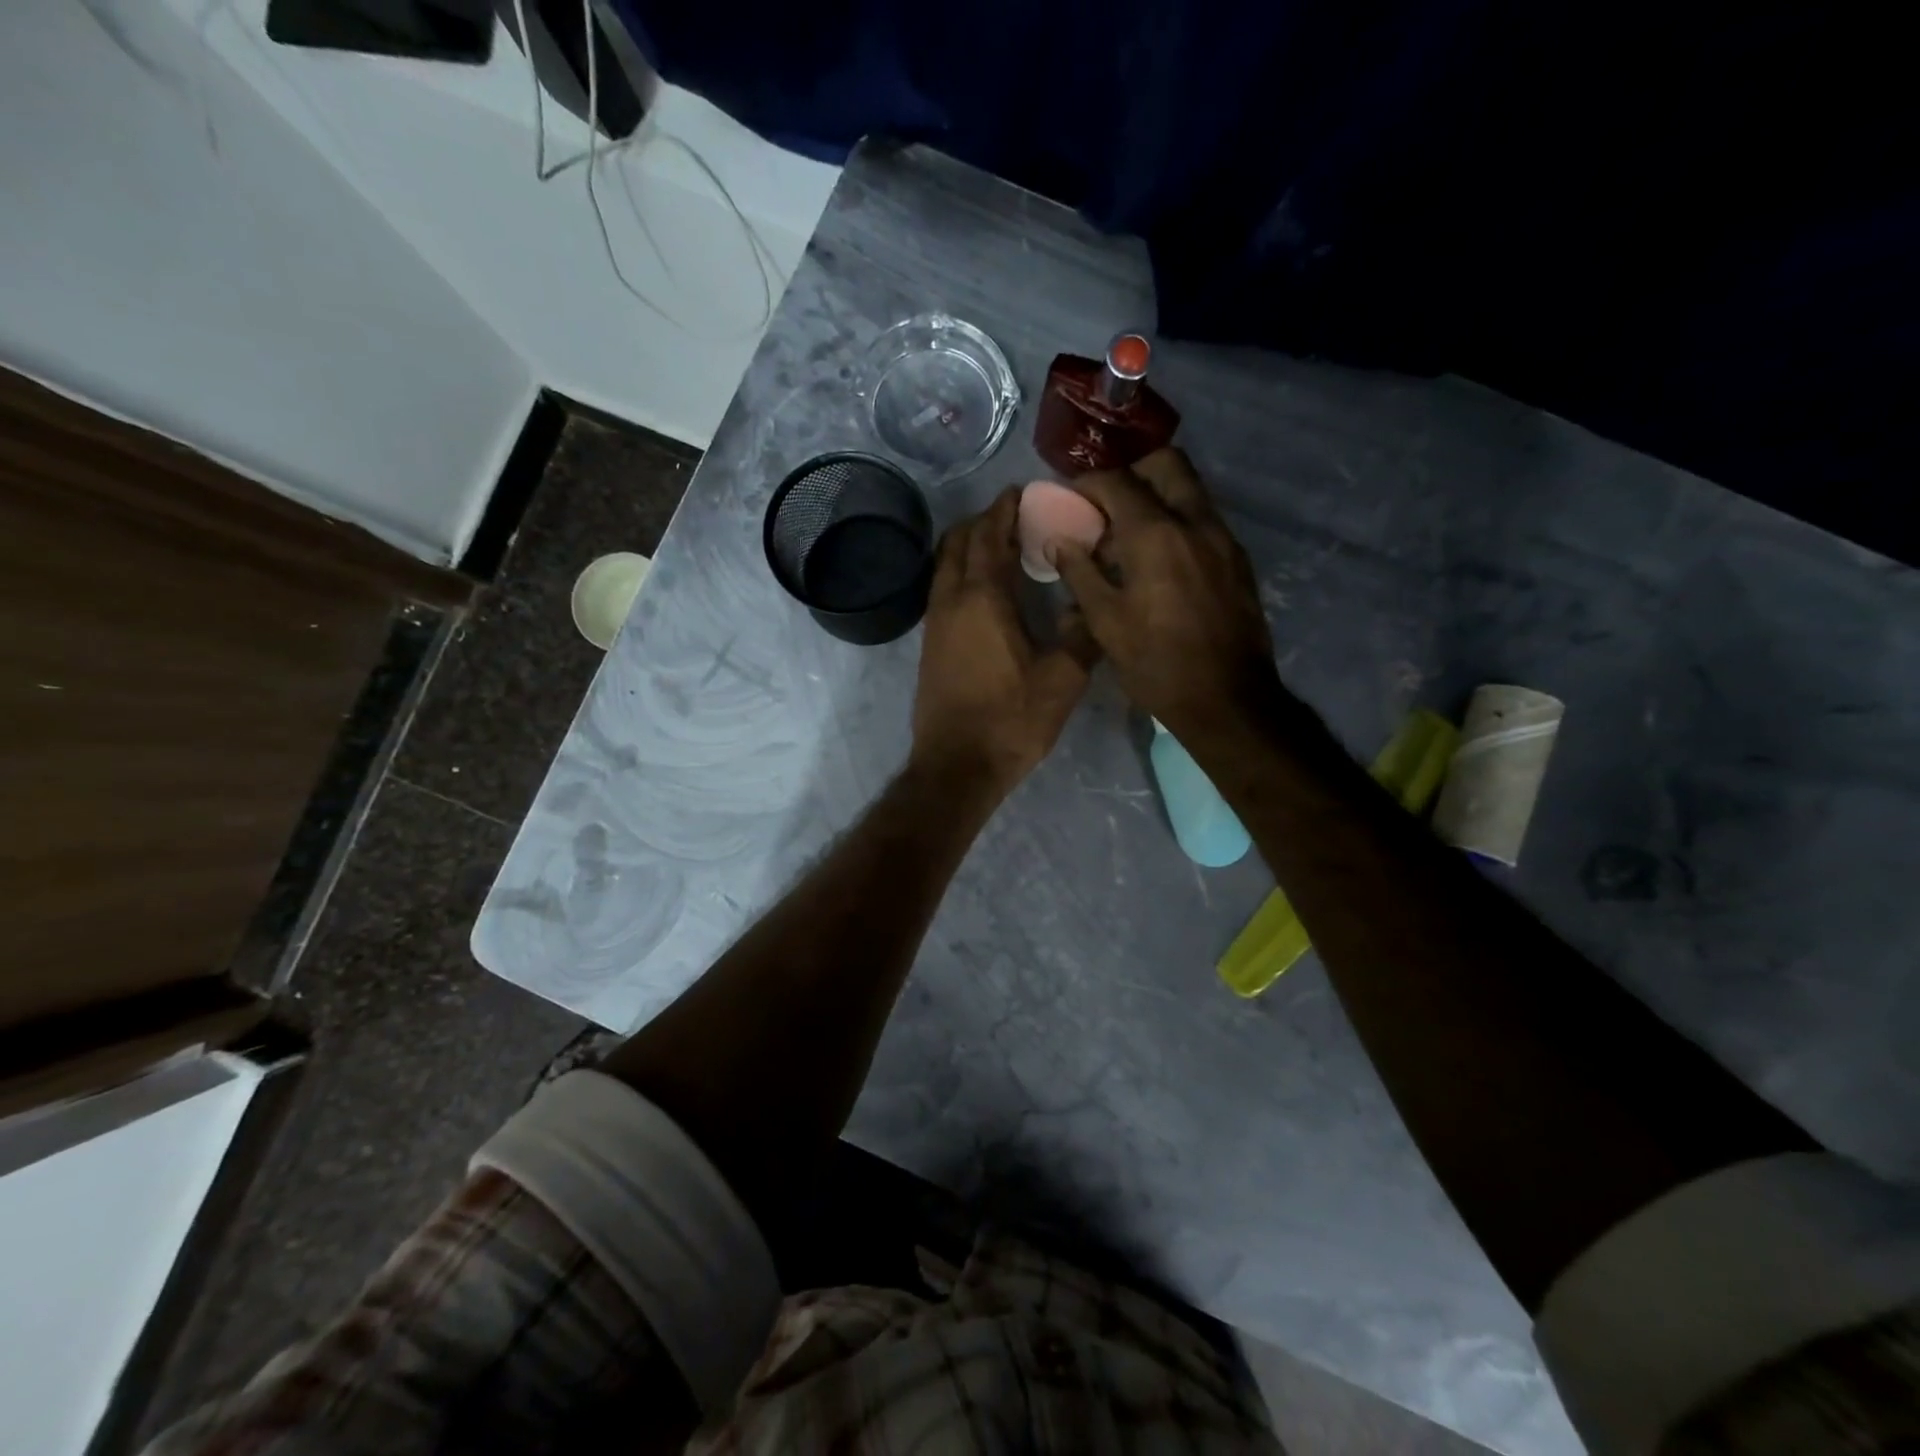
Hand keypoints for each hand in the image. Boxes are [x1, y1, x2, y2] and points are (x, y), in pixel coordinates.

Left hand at [912, 489, 1099, 795]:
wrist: (957, 766)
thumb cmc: (1011, 720)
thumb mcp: (1063, 679)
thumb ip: (1083, 634)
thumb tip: (1094, 606)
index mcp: (983, 597)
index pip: (990, 535)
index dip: (1005, 509)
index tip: (1022, 491)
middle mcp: (951, 600)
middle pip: (959, 542)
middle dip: (985, 521)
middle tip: (1017, 516)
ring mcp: (935, 623)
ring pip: (946, 565)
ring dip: (969, 546)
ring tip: (1002, 547)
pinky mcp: (930, 645)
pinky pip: (943, 589)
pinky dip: (962, 573)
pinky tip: (986, 590)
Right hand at [1051, 448, 1284, 745]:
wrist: (1227, 699)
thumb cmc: (1156, 664)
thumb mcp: (1106, 623)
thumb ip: (1080, 573)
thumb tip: (1060, 542)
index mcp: (1155, 535)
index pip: (1117, 482)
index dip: (1087, 482)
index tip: (1069, 495)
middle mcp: (1194, 522)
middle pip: (1165, 463)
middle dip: (1131, 471)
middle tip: (1106, 501)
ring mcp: (1223, 538)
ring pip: (1190, 489)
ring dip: (1157, 494)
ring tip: (1129, 532)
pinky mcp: (1237, 559)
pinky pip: (1204, 519)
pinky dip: (1178, 520)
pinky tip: (1159, 557)